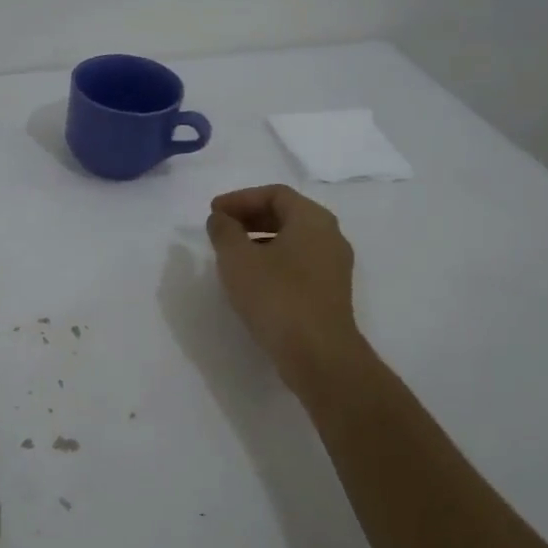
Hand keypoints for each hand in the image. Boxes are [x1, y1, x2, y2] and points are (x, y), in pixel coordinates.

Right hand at [206, 184, 358, 379]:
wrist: (318, 354)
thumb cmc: (276, 297)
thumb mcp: (238, 259)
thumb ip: (224, 231)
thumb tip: (220, 219)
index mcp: (312, 219)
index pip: (274, 194)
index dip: (240, 199)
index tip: (213, 213)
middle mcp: (330, 236)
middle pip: (286, 214)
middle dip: (249, 217)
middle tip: (220, 229)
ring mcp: (334, 265)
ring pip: (293, 240)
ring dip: (260, 239)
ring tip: (231, 254)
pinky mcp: (330, 291)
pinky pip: (299, 262)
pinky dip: (273, 260)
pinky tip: (252, 279)